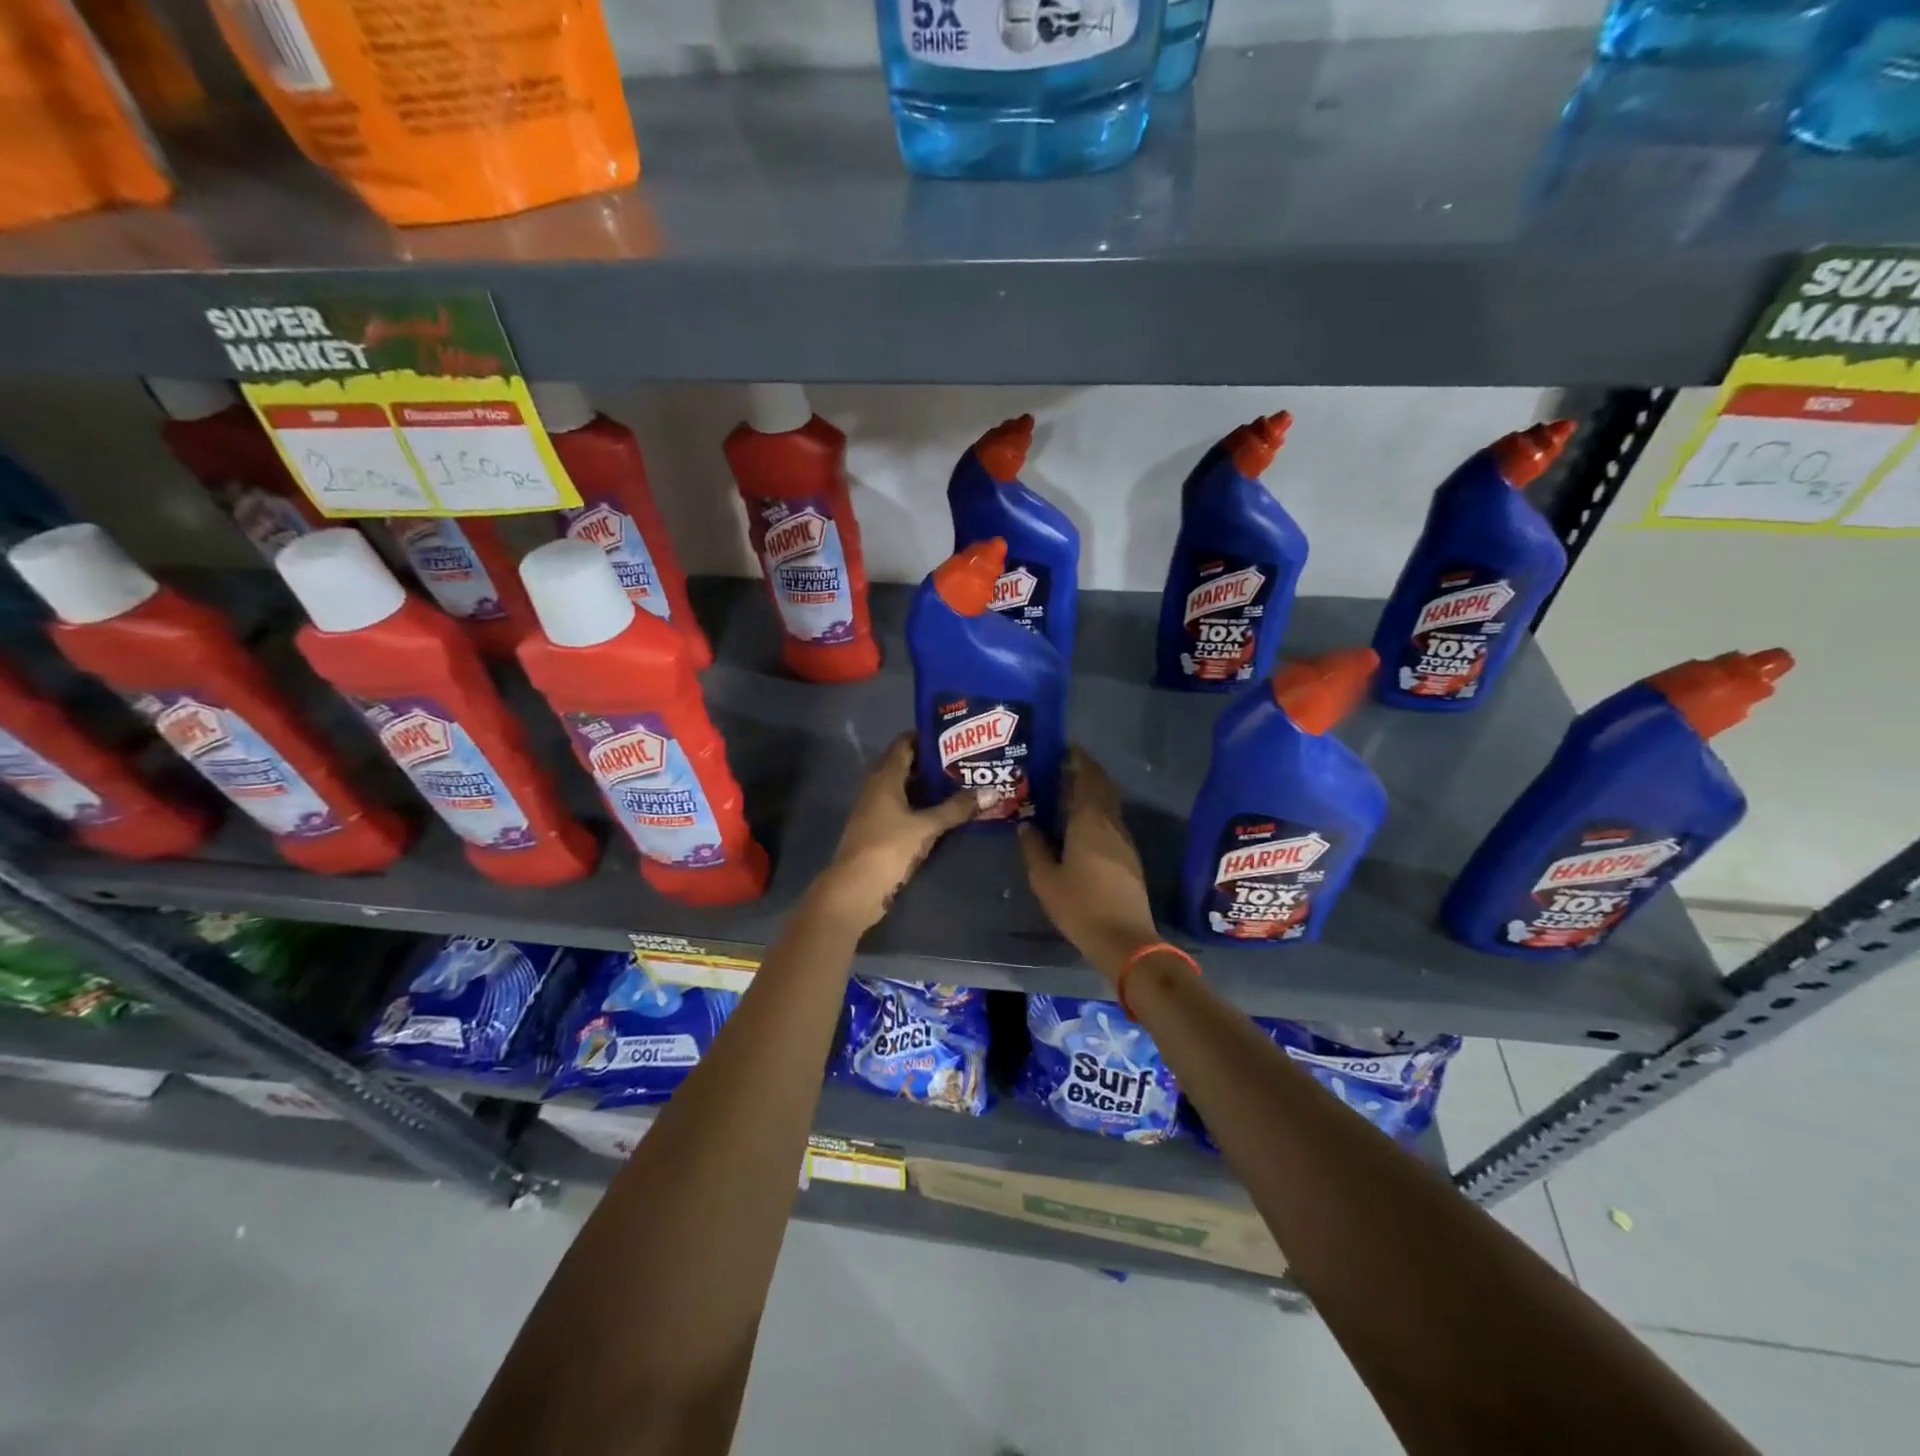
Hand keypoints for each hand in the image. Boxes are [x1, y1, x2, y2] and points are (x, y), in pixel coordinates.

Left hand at [814, 735, 989, 930]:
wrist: (854, 890)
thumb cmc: (887, 848)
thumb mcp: (926, 827)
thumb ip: (957, 809)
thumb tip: (992, 792)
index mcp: (884, 777)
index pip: (905, 744)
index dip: (928, 737)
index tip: (956, 735)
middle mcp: (878, 788)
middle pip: (907, 766)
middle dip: (935, 763)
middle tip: (968, 759)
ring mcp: (877, 810)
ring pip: (907, 789)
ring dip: (931, 787)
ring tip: (965, 782)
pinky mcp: (881, 830)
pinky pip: (905, 809)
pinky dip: (924, 806)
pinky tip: (947, 812)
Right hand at [1019, 748, 1159, 982]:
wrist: (1125, 940)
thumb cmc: (1080, 906)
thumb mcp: (1045, 879)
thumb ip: (1034, 848)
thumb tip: (1027, 825)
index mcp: (1090, 822)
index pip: (1088, 779)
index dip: (1079, 760)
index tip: (1067, 748)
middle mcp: (1111, 824)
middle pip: (1103, 788)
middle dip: (1087, 773)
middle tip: (1064, 767)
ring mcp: (1124, 842)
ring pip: (1109, 806)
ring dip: (1093, 794)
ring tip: (1068, 794)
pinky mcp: (1129, 859)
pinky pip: (1111, 824)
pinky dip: (1097, 814)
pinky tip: (1081, 826)